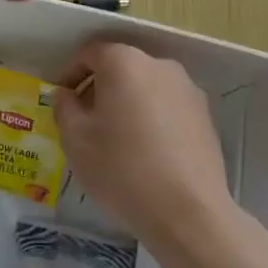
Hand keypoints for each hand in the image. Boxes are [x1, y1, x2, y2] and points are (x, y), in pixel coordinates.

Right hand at [52, 42, 237, 253]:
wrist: (189, 214)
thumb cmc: (122, 170)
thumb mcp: (75, 139)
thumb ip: (64, 107)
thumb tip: (67, 95)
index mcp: (124, 62)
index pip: (89, 53)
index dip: (69, 74)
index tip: (62, 101)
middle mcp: (159, 65)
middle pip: (120, 66)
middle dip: (98, 88)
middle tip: (85, 121)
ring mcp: (187, 89)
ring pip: (145, 86)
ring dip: (126, 102)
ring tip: (116, 139)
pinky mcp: (206, 116)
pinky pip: (167, 105)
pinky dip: (151, 117)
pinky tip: (145, 152)